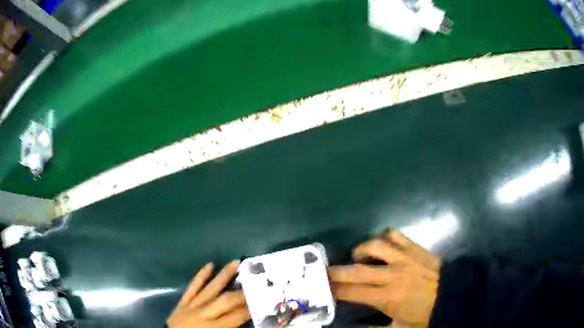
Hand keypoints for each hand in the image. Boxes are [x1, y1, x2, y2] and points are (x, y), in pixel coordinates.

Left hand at [167, 261, 250, 327]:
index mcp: (213, 327)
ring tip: (235, 262)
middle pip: (225, 300)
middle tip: (256, 282)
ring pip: (210, 288)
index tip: (263, 299)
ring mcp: (191, 305)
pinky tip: (209, 265)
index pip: (236, 315)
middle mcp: (203, 313)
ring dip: (223, 275)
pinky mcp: (183, 301)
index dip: (250, 308)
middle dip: (242, 292)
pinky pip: (192, 286)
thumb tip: (245, 317)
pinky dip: (200, 276)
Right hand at [329, 231, 439, 327]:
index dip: (334, 290)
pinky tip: (381, 246)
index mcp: (387, 297)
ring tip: (356, 257)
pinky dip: (384, 238)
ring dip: (360, 250)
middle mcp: (392, 275)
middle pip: (356, 270)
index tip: (322, 287)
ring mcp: (405, 258)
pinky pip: (396, 236)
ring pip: (375, 246)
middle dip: (335, 271)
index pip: (352, 292)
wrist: (453, 296)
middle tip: (323, 270)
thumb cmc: (425, 315)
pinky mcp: (415, 248)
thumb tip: (352, 327)